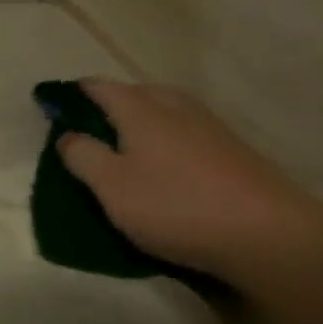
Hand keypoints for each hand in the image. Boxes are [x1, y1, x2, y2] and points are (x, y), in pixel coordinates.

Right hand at [56, 79, 322, 279]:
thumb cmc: (174, 205)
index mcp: (142, 111)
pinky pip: (189, 130)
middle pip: (140, 91)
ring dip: (144, 116)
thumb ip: (83, 156)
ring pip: (169, 108)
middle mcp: (177, 109)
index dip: (76, 92)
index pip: (102, 88)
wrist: (267, 235)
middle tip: (92, 122)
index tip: (55, 101)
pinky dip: (169, 135)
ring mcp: (211, 129)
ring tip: (127, 139)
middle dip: (113, 100)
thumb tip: (67, 135)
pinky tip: (167, 159)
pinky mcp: (234, 152)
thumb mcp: (111, 186)